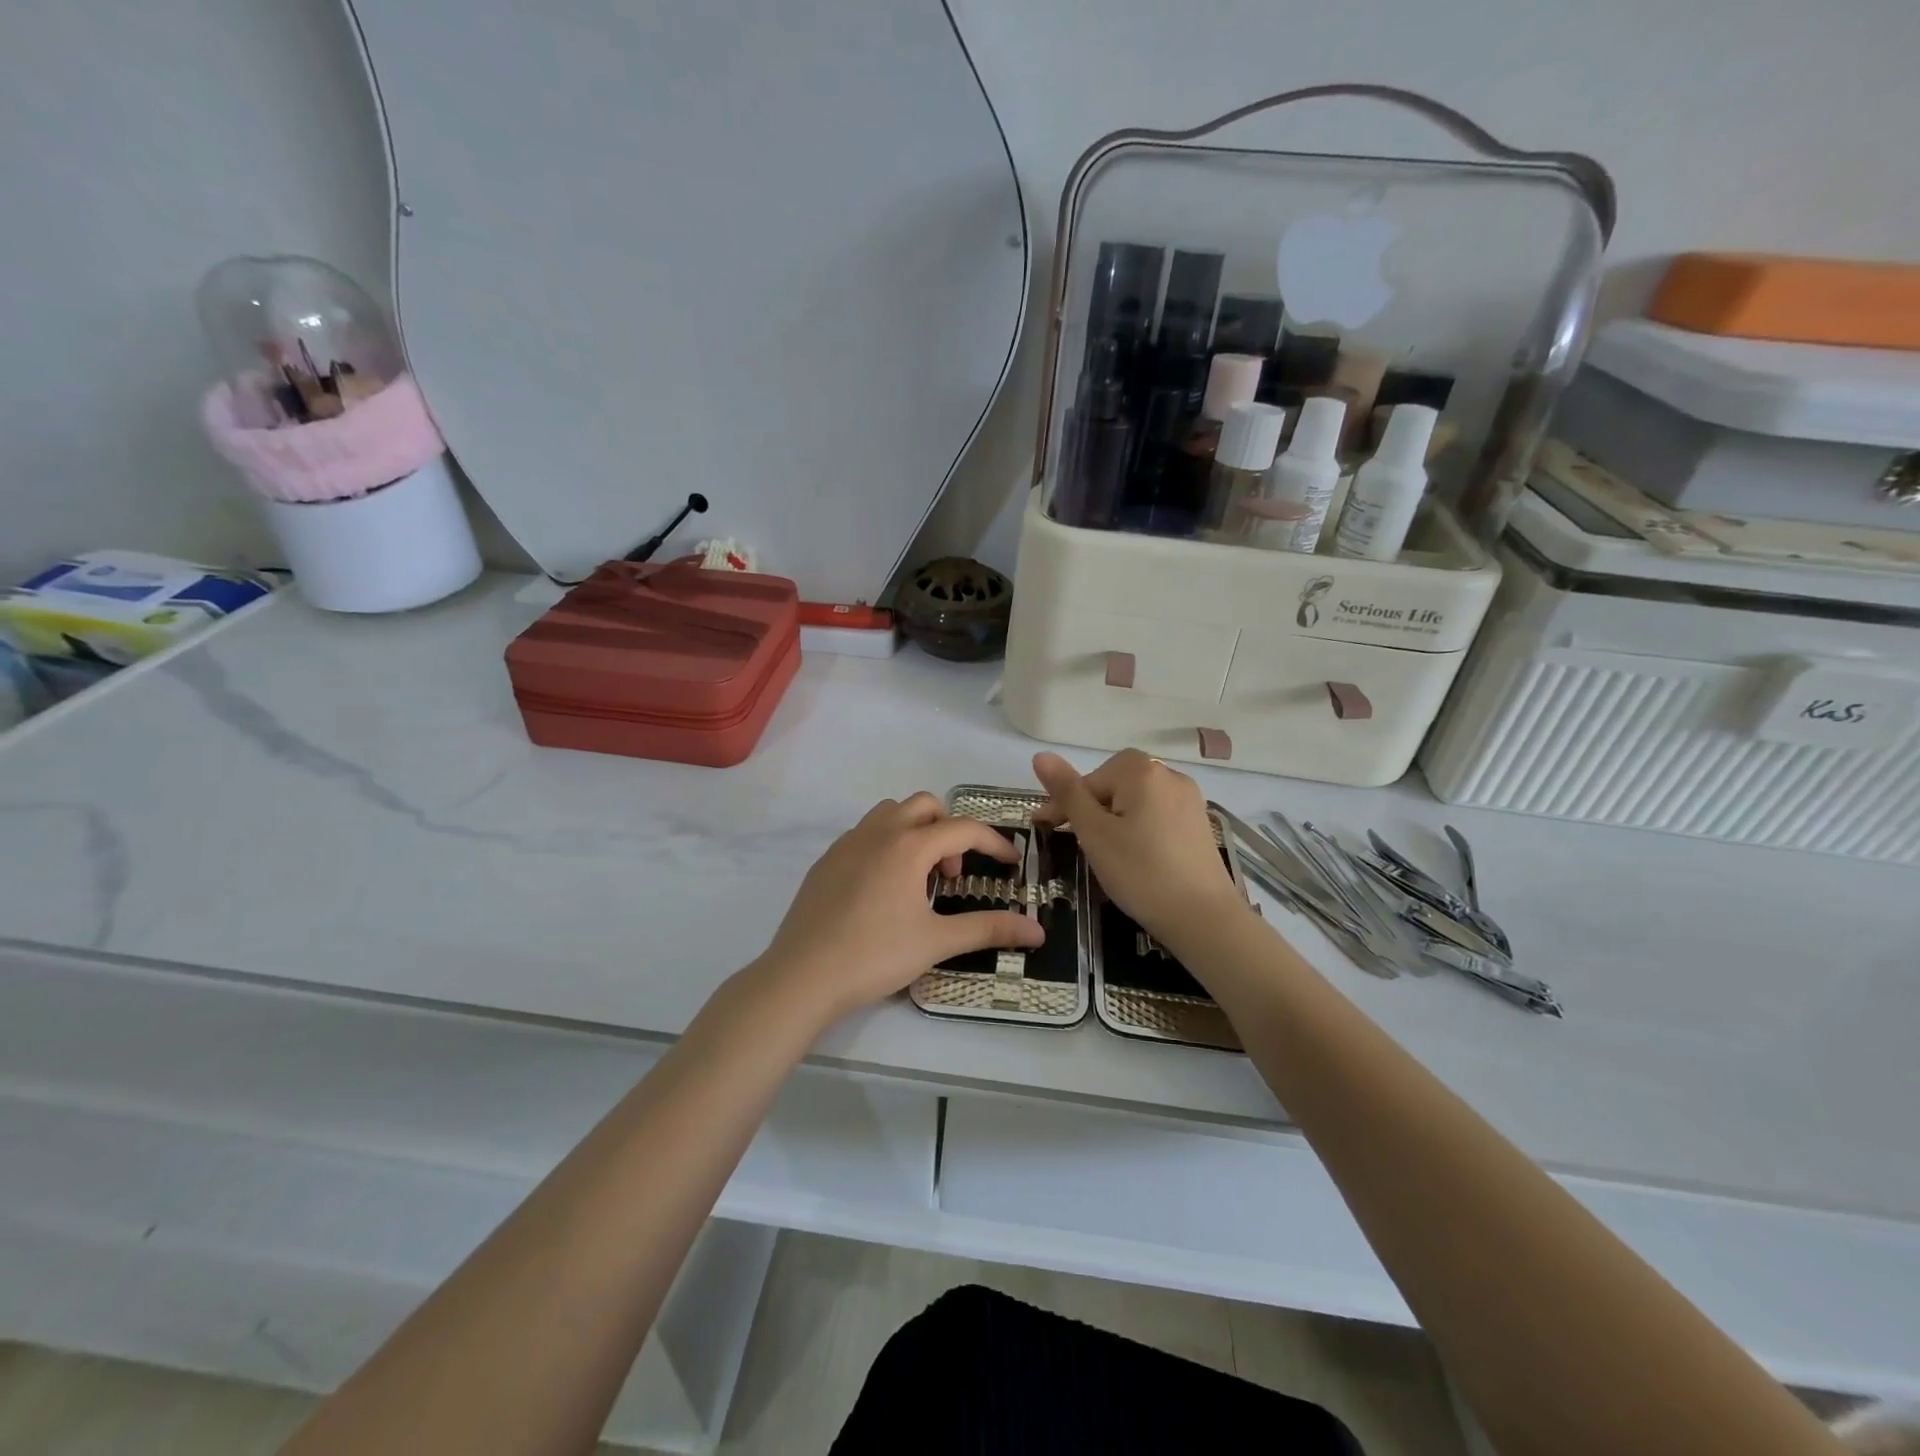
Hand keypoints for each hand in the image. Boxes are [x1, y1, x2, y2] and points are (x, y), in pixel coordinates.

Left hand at [755, 793, 1043, 1026]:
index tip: (1011, 863)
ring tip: (918, 877)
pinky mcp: (826, 861)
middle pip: (924, 805)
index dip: (993, 843)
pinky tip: (882, 889)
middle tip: (951, 874)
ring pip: (890, 813)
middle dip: (949, 829)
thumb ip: (988, 929)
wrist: (802, 977)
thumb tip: (1037, 932)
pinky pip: (864, 833)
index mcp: (908, 846)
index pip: (962, 828)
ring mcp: (847, 843)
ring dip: (915, 830)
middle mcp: (877, 833)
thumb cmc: (874, 956)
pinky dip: (885, 844)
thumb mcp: (936, 943)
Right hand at [1032, 750, 1247, 946]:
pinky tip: (1135, 854)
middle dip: (1091, 807)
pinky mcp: (1199, 822)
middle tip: (1074, 839)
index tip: (1041, 828)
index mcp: (1141, 771)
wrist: (1204, 918)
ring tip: (1102, 849)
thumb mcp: (1094, 833)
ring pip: (1136, 800)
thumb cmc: (1140, 873)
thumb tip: (1041, 756)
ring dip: (1113, 817)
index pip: (1088, 780)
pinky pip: (1156, 813)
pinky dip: (1138, 827)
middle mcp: (1169, 774)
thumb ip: (1067, 792)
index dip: (1062, 804)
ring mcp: (1189, 798)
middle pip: (1114, 784)